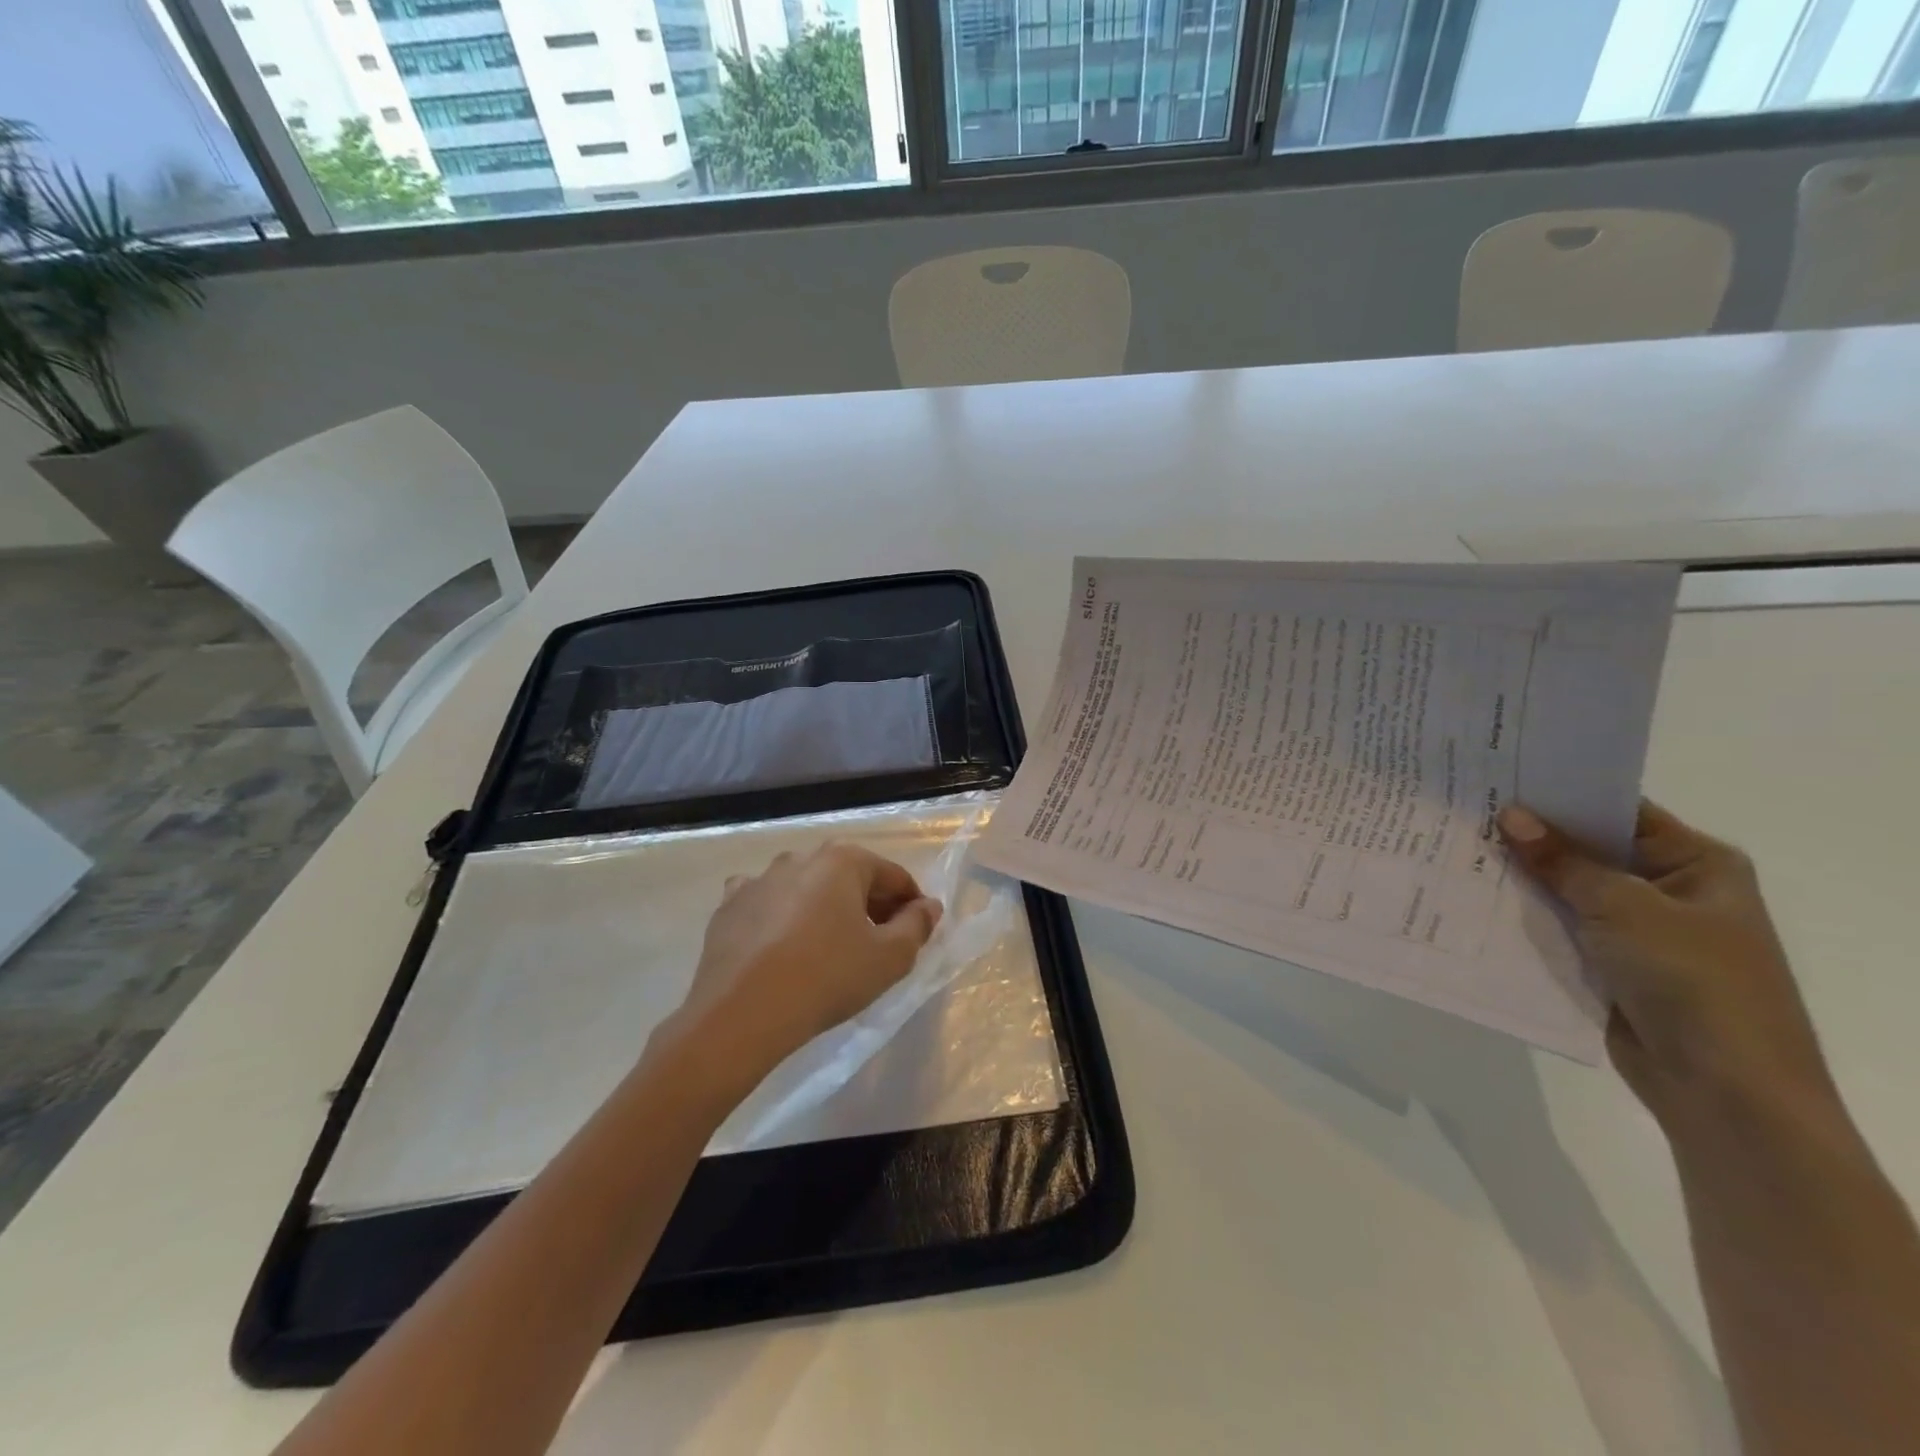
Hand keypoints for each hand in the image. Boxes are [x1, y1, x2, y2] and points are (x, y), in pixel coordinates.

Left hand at [660, 844, 942, 1093]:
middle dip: (868, 906)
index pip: (893, 877)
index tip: (917, 934)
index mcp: (843, 860)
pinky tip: (782, 947)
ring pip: (806, 889)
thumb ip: (917, 926)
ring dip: (823, 909)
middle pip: (849, 878)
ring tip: (829, 949)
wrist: (740, 1014)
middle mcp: (800, 858)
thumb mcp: (890, 958)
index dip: (911, 905)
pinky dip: (780, 918)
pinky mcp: (729, 906)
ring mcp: (759, 879)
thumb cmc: (828, 978)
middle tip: (878, 945)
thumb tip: (928, 906)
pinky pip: (766, 905)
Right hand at [1498, 801, 1834, 1127]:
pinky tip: (1472, 894)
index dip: (1562, 793)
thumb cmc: (1693, 981)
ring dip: (1522, 875)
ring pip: (1566, 889)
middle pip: (1589, 849)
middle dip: (1531, 835)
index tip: (1501, 774)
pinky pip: (1558, 926)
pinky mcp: (1608, 964)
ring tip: (1454, 844)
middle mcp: (1668, 890)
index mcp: (1696, 864)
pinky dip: (1523, 913)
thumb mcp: (1624, 908)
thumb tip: (1511, 815)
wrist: (1723, 1090)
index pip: (1619, 811)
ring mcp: (1638, 930)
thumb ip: (1563, 861)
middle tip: (1465, 806)